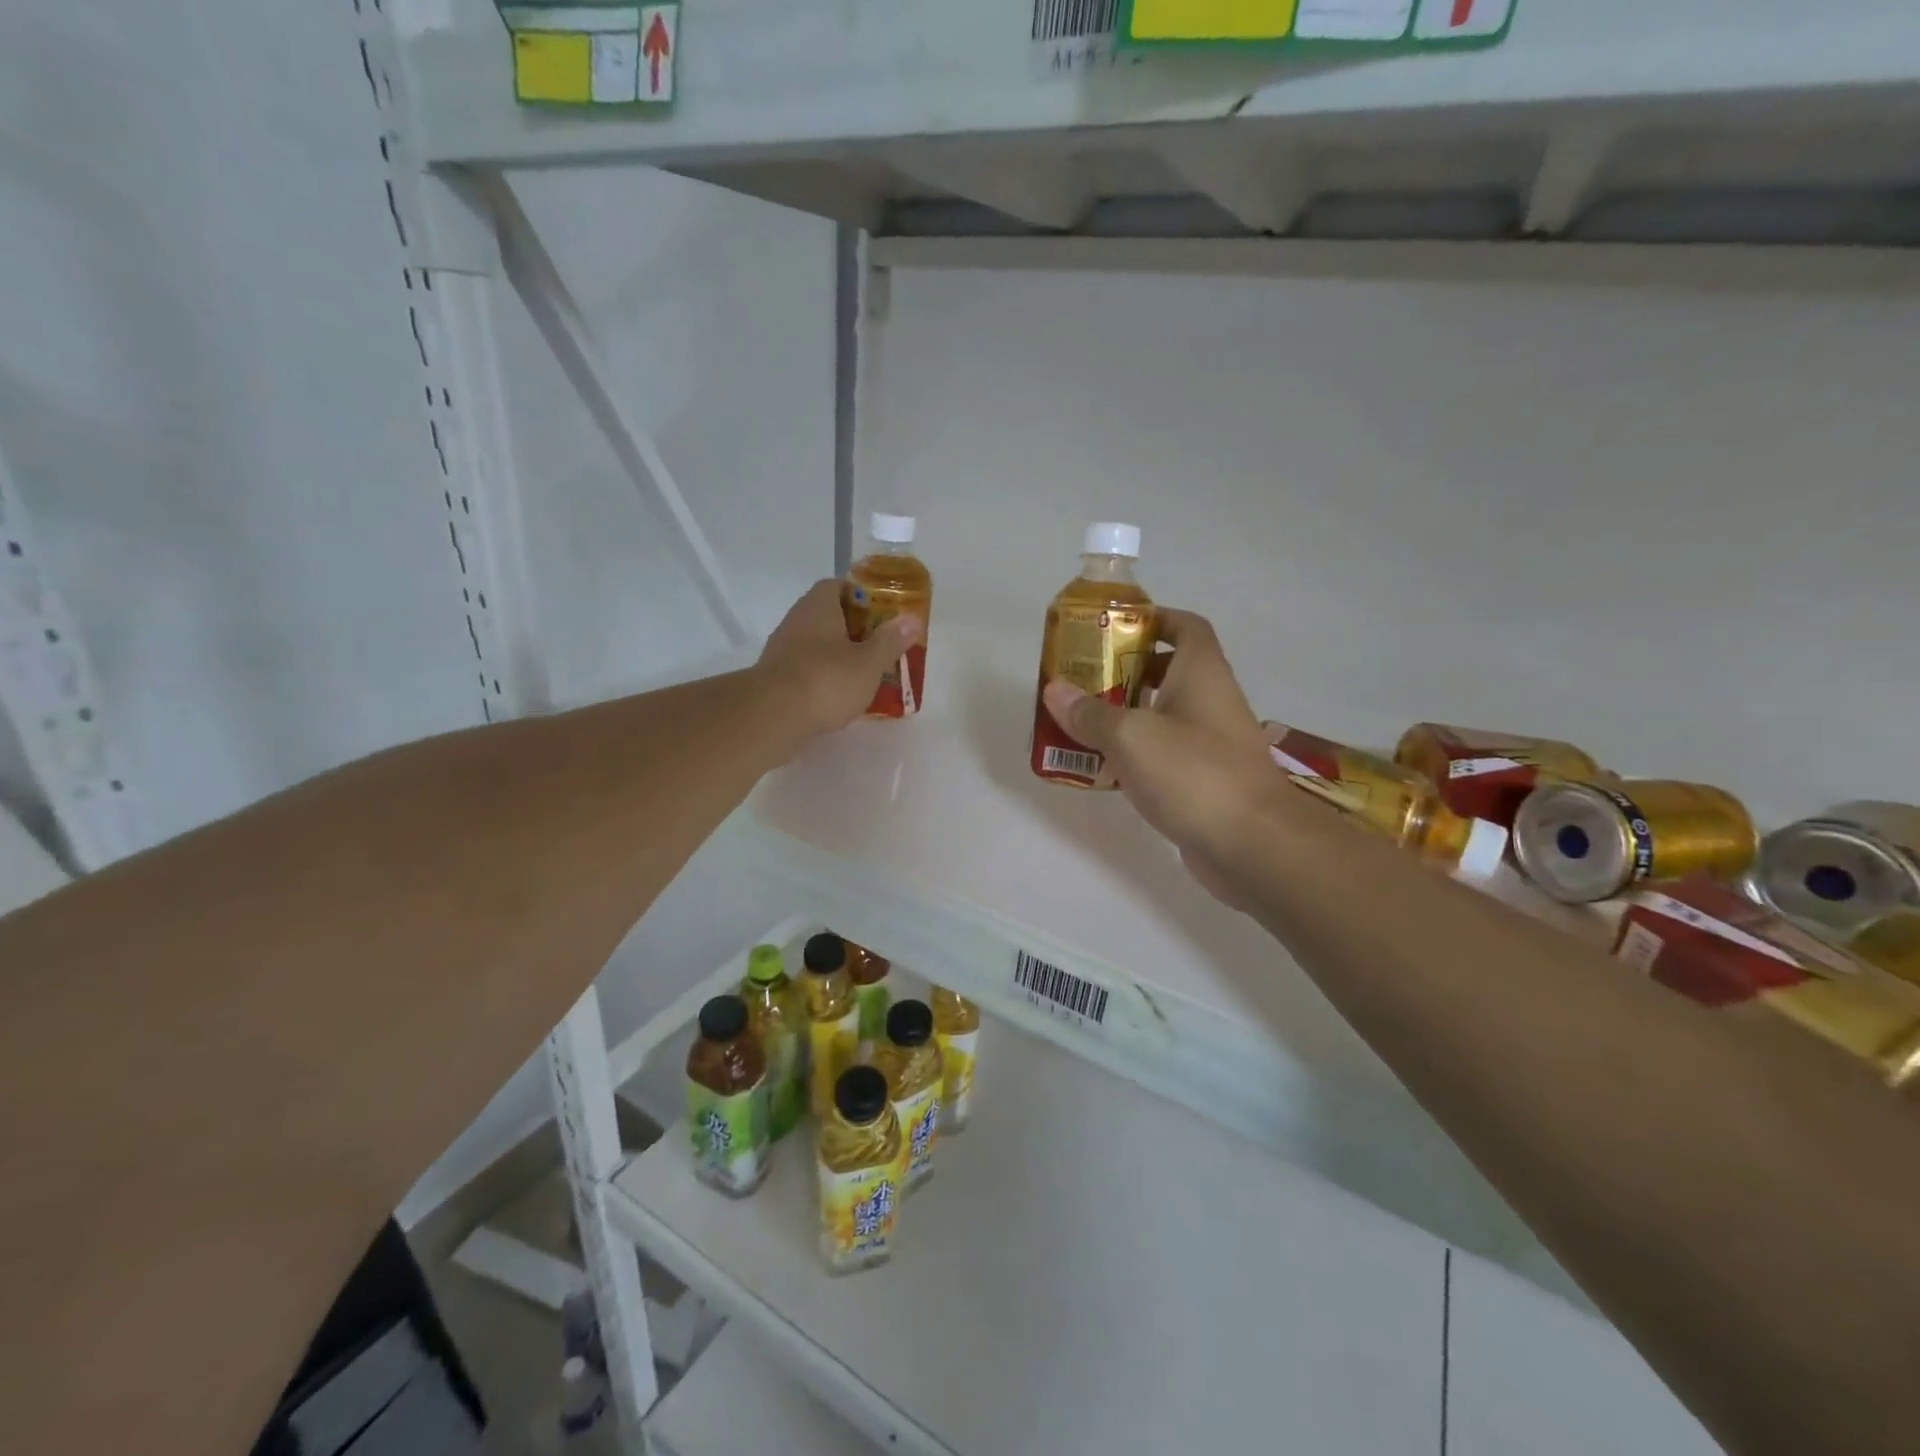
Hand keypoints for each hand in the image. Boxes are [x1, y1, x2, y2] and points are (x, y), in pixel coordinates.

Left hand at [758, 580, 920, 738]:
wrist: (772, 716)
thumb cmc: (826, 680)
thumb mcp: (869, 662)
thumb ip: (890, 641)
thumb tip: (912, 619)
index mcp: (818, 606)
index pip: (837, 586)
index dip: (860, 596)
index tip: (880, 615)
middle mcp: (796, 621)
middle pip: (827, 616)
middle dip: (853, 629)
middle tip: (878, 647)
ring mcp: (782, 650)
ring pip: (816, 644)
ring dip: (837, 655)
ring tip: (864, 674)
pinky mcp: (775, 678)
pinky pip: (806, 669)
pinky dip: (823, 677)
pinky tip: (839, 696)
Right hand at [1042, 610, 1277, 906]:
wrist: (1253, 845)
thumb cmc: (1193, 773)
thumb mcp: (1130, 736)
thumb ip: (1090, 713)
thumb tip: (1055, 690)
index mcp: (1201, 673)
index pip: (1184, 626)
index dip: (1153, 618)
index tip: (1113, 629)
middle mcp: (1210, 701)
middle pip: (1167, 672)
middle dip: (1124, 672)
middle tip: (1082, 681)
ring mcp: (1210, 744)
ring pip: (1162, 717)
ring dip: (1124, 718)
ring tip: (1078, 724)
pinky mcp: (1204, 781)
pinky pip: (1163, 756)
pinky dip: (1134, 757)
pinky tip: (1101, 770)